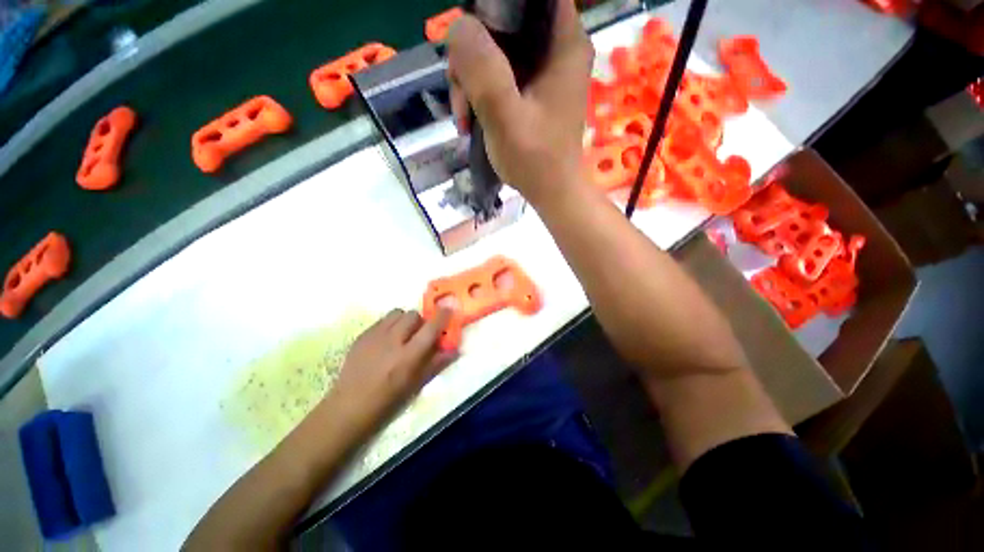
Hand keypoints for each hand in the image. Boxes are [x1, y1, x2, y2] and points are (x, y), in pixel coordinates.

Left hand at [326, 308, 455, 432]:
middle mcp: (392, 340)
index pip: (431, 328)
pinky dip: (390, 324)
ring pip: (397, 313)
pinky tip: (386, 340)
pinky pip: (382, 320)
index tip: (448, 308)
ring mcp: (374, 336)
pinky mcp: (362, 335)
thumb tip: (455, 349)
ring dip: (404, 320)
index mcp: (408, 356)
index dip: (442, 316)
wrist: (349, 406)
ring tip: (402, 334)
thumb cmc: (388, 400)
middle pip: (413, 315)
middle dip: (420, 321)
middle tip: (419, 334)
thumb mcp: (417, 384)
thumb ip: (437, 363)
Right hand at [447, 0, 593, 204]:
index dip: (495, 8)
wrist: (550, 193)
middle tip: (461, 95)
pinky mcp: (532, 91)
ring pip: (497, 51)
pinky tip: (471, 119)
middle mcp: (557, 49)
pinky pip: (500, 75)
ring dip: (472, 81)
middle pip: (506, 23)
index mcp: (564, 43)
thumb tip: (459, 27)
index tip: (472, 40)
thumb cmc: (535, 161)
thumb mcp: (505, 117)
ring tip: (464, 118)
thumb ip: (484, 71)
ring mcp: (544, 71)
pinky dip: (481, 93)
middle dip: (473, 55)